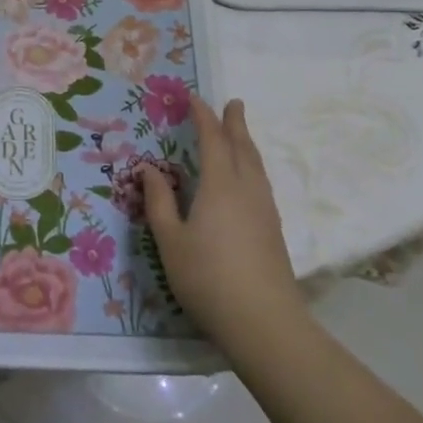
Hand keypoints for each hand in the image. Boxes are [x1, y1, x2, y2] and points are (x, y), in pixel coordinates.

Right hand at [142, 93, 302, 354]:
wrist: (264, 323)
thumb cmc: (208, 278)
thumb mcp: (170, 241)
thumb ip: (159, 202)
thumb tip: (149, 169)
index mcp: (220, 185)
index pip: (212, 140)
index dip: (203, 117)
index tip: (195, 98)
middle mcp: (246, 189)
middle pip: (243, 147)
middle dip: (235, 123)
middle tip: (233, 103)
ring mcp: (264, 210)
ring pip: (257, 165)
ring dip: (247, 143)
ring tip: (240, 134)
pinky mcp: (273, 230)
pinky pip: (261, 182)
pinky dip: (252, 166)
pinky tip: (249, 179)